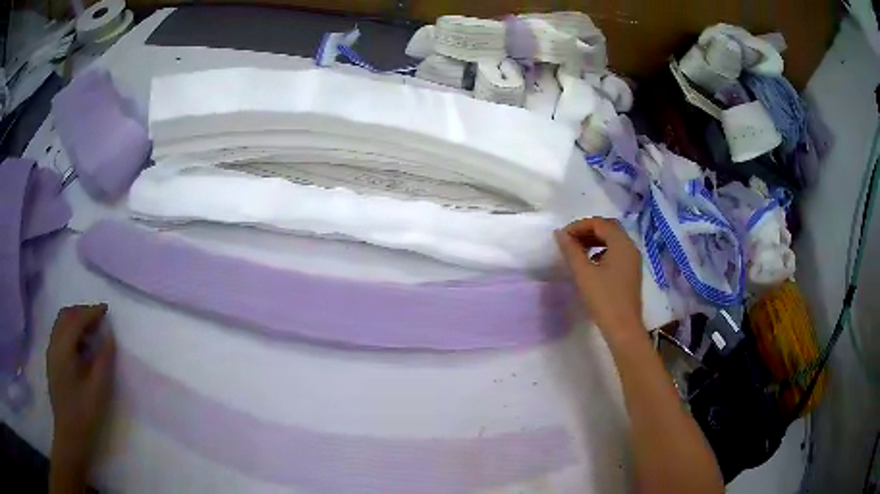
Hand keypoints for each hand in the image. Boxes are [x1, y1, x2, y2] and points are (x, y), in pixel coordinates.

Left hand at [46, 304, 115, 467]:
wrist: (69, 436)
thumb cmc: (84, 415)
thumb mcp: (98, 390)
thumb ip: (104, 360)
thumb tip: (108, 334)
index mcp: (63, 350)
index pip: (76, 320)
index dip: (91, 312)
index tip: (106, 310)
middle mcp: (54, 345)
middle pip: (65, 316)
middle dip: (82, 312)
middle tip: (99, 319)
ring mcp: (51, 353)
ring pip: (61, 324)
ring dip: (76, 321)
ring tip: (92, 332)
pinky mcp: (52, 362)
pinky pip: (60, 335)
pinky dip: (71, 331)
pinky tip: (82, 347)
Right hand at [555, 218, 643, 341]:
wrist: (623, 328)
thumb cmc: (604, 299)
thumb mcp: (584, 273)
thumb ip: (571, 251)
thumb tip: (560, 234)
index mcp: (621, 244)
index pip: (600, 223)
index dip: (579, 226)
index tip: (563, 236)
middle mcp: (630, 247)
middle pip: (609, 228)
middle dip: (588, 230)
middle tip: (569, 240)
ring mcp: (633, 260)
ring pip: (613, 240)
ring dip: (595, 240)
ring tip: (577, 250)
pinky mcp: (631, 272)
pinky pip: (616, 252)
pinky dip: (602, 250)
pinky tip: (591, 263)